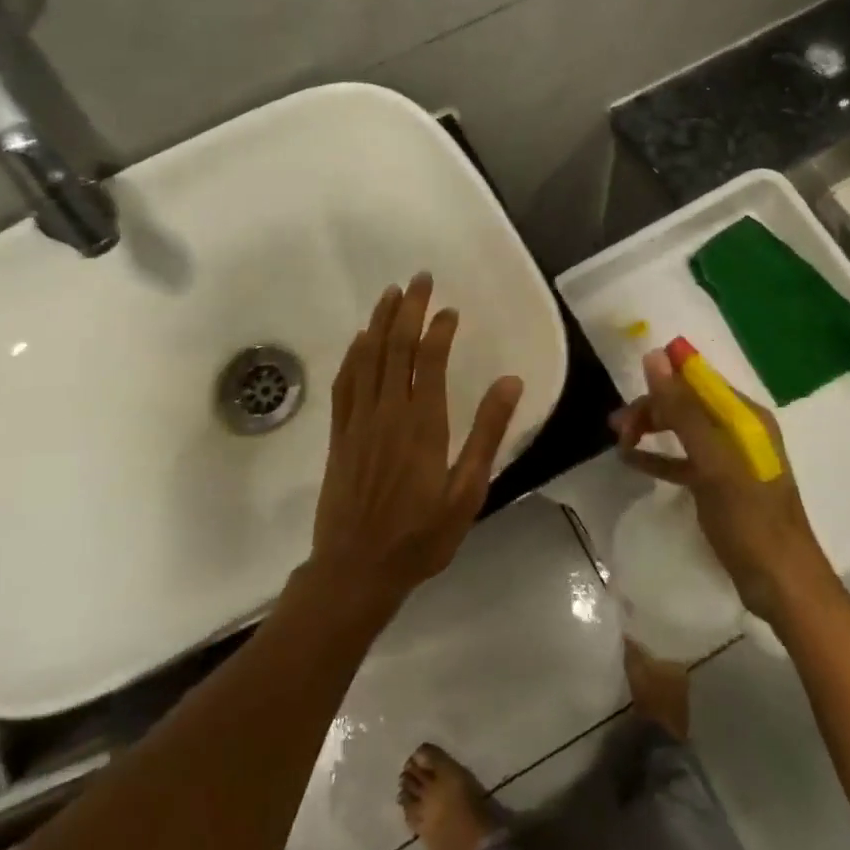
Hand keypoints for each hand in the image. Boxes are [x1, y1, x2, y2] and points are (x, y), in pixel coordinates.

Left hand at [307, 273, 523, 621]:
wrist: (356, 570)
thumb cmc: (421, 535)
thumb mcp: (467, 492)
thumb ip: (487, 434)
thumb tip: (510, 382)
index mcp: (423, 425)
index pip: (431, 360)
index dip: (439, 329)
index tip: (450, 309)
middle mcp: (388, 413)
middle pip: (396, 348)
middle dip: (409, 310)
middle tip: (420, 279)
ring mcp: (358, 422)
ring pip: (368, 358)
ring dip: (380, 322)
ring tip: (391, 293)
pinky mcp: (339, 434)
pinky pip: (345, 384)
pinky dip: (353, 355)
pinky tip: (360, 340)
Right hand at [611, 349, 834, 626]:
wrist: (781, 583)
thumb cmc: (749, 518)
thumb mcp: (713, 461)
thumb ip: (683, 409)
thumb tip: (654, 356)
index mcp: (745, 416)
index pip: (698, 379)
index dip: (663, 378)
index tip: (627, 388)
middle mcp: (739, 429)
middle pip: (687, 403)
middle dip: (652, 408)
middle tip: (617, 429)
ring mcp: (729, 459)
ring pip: (682, 430)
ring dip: (651, 430)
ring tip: (618, 441)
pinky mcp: (720, 486)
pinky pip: (683, 460)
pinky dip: (659, 457)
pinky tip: (631, 462)